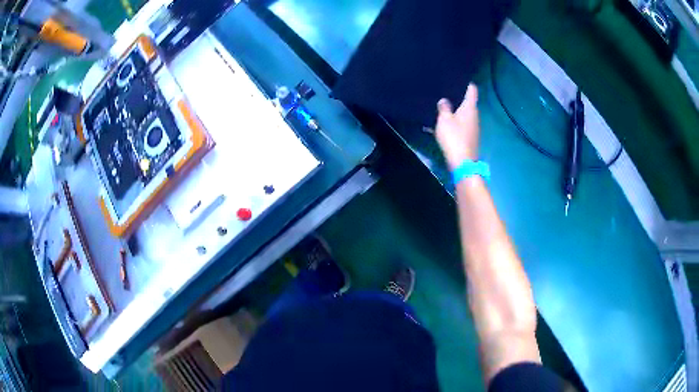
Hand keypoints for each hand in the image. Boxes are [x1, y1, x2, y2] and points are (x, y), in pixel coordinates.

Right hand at [435, 84, 480, 169]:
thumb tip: (444, 100)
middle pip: (468, 102)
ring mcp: (474, 127)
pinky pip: (462, 125)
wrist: (462, 162)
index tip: (459, 78)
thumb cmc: (454, 137)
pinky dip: (455, 122)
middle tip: (446, 91)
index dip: (467, 83)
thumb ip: (444, 108)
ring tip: (443, 107)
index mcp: (470, 108)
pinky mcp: (470, 137)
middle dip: (458, 97)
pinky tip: (444, 124)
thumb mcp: (444, 120)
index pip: (472, 90)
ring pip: (464, 114)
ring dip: (455, 111)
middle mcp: (475, 115)